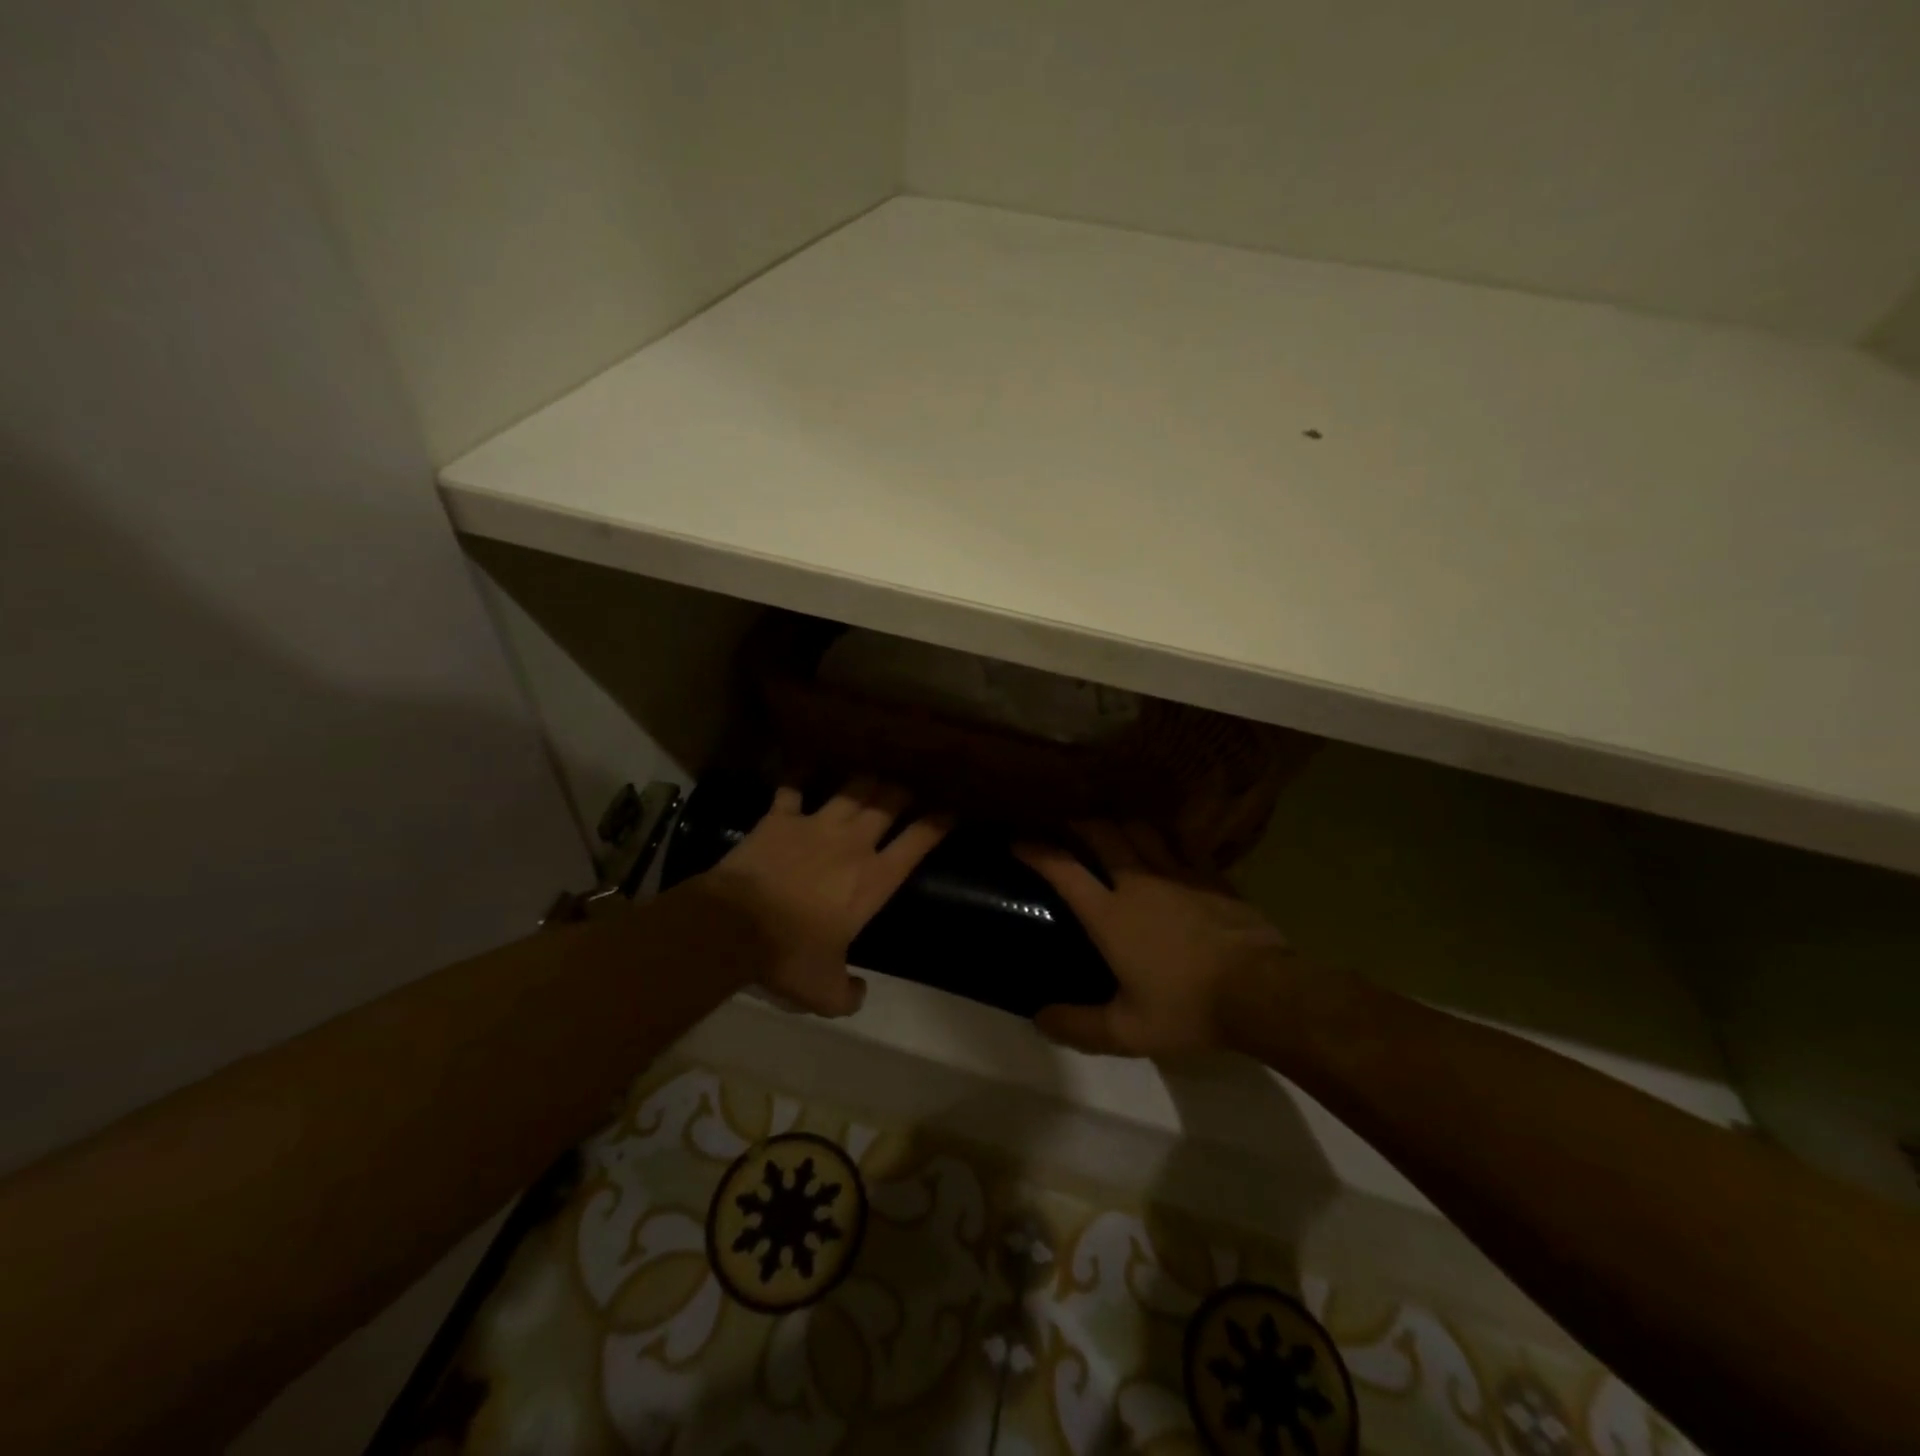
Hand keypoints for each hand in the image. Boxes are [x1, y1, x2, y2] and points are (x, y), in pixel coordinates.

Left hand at [701, 781, 949, 1016]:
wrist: (733, 927)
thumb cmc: (788, 956)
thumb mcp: (823, 992)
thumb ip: (847, 994)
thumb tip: (857, 993)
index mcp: (872, 880)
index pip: (916, 844)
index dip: (936, 825)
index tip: (948, 812)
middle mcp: (852, 843)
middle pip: (887, 804)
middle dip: (902, 792)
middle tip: (907, 789)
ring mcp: (815, 825)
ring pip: (850, 790)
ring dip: (863, 782)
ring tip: (870, 775)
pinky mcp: (779, 819)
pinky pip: (791, 788)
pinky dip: (797, 776)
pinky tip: (800, 767)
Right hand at [1016, 822, 1293, 1056]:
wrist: (1261, 992)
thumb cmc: (1188, 1009)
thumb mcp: (1127, 1032)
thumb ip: (1079, 1026)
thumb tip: (1039, 1019)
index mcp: (1110, 914)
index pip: (1063, 870)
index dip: (1036, 851)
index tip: (1018, 841)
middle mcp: (1138, 881)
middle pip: (1100, 833)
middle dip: (1077, 823)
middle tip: (1065, 825)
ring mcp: (1178, 872)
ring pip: (1140, 829)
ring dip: (1119, 823)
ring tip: (1111, 828)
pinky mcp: (1211, 875)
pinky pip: (1183, 842)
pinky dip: (1166, 835)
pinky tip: (1166, 840)